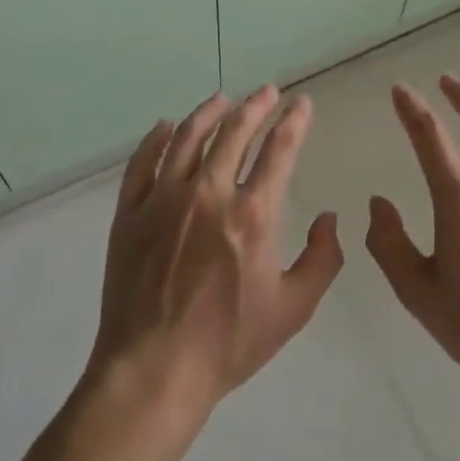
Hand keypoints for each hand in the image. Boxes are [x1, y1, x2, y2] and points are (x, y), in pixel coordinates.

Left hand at [86, 88, 343, 417]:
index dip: (294, 122)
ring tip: (222, 98)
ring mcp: (164, 199)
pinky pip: (142, 163)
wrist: (154, 369)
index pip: (279, 150)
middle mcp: (209, 193)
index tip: (302, 104)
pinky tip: (166, 126)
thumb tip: (328, 218)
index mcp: (253, 214)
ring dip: (209, 112)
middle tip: (267, 91)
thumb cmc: (228, 342)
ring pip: (188, 137)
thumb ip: (323, 259)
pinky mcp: (131, 212)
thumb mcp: (293, 308)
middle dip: (256, 105)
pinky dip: (156, 139)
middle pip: (235, 132)